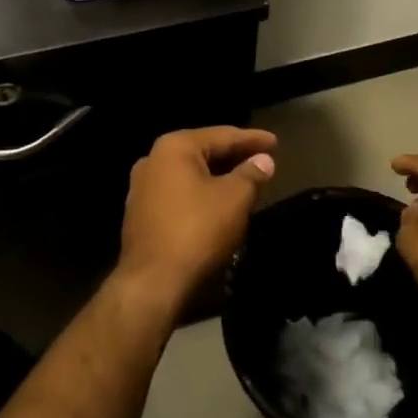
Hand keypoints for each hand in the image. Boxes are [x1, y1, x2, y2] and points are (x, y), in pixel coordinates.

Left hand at [117, 127, 277, 312]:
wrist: (153, 282)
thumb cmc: (197, 230)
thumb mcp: (235, 199)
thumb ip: (251, 174)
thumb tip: (263, 161)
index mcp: (174, 147)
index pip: (222, 135)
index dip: (252, 139)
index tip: (276, 142)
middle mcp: (153, 159)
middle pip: (203, 151)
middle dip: (234, 156)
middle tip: (262, 159)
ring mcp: (142, 187)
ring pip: (190, 174)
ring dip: (218, 176)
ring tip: (245, 180)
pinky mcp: (141, 214)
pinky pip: (179, 193)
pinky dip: (201, 193)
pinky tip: (218, 203)